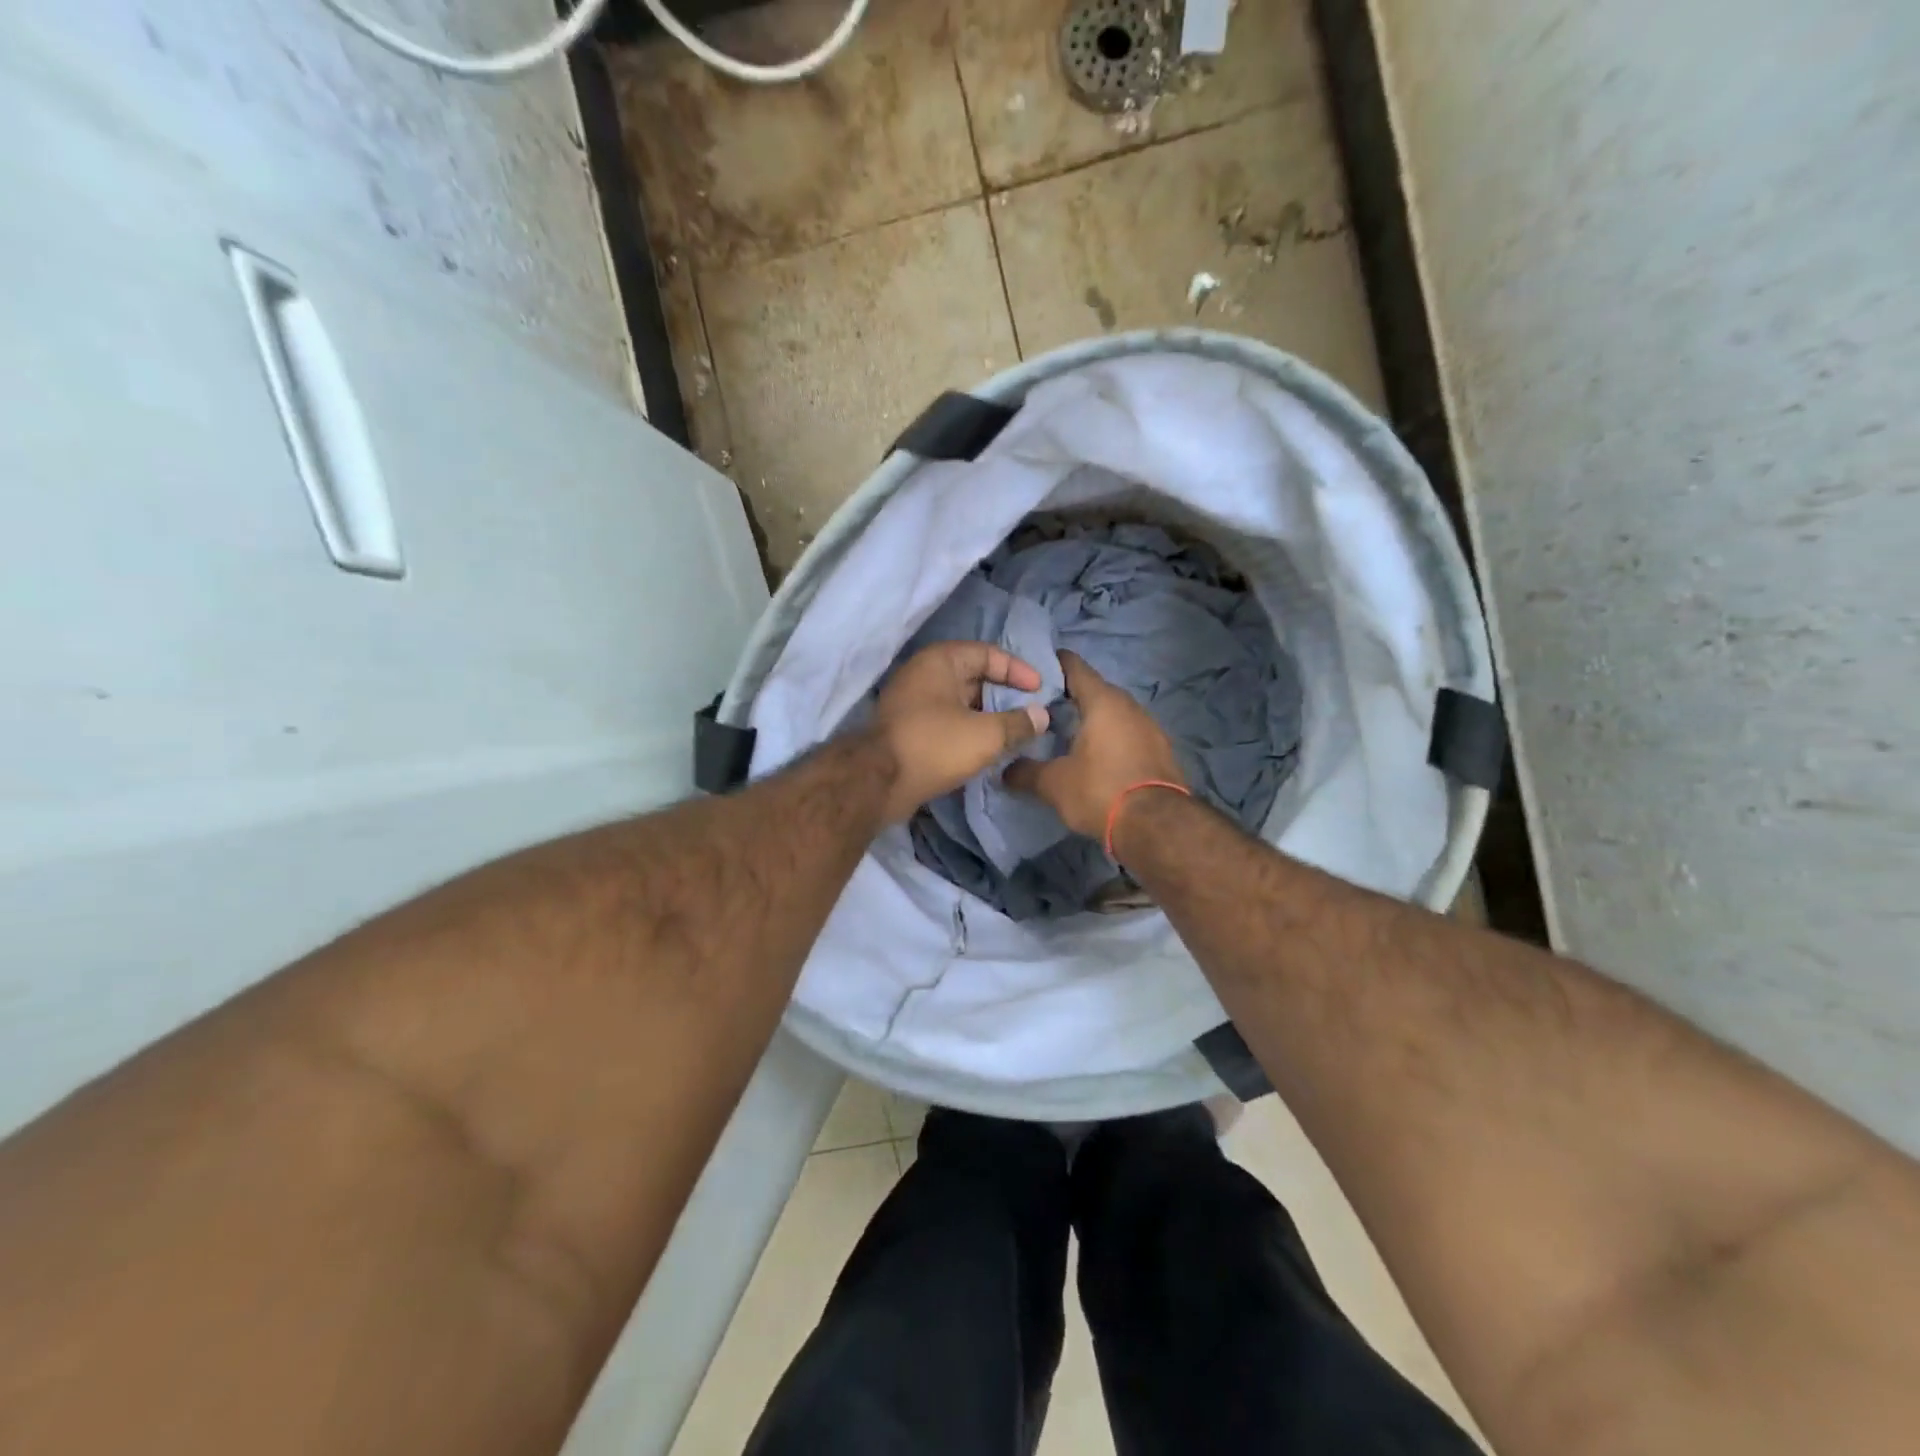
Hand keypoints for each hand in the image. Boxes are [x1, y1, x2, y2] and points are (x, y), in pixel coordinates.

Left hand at [870, 641, 1049, 823]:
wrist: (877, 783)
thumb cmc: (934, 746)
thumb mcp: (986, 735)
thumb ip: (1018, 723)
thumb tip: (1042, 716)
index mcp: (940, 661)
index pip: (988, 653)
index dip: (1018, 670)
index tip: (1040, 690)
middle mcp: (923, 675)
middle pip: (974, 677)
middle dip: (1004, 695)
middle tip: (1031, 713)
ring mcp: (912, 703)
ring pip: (960, 703)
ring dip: (987, 716)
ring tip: (1015, 734)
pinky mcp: (908, 731)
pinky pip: (947, 723)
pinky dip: (969, 731)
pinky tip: (987, 750)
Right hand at [1003, 651, 1183, 839]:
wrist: (1157, 826)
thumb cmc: (1100, 791)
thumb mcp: (1053, 784)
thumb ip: (1025, 772)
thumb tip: (1004, 770)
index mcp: (1102, 701)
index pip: (1074, 667)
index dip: (1051, 665)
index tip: (1030, 674)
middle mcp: (1130, 705)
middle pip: (1094, 690)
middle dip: (1069, 697)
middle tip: (1041, 710)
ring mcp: (1150, 727)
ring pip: (1113, 713)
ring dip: (1092, 719)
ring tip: (1066, 735)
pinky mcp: (1161, 750)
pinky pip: (1128, 734)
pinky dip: (1110, 738)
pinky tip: (1096, 757)